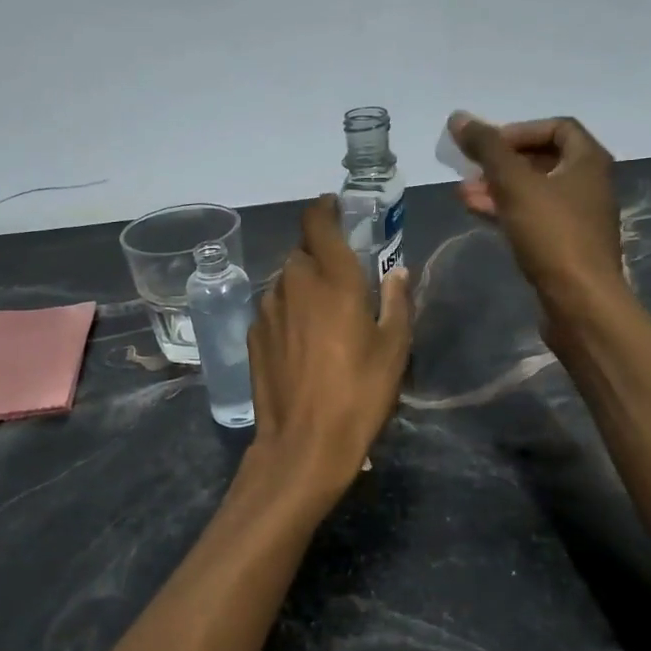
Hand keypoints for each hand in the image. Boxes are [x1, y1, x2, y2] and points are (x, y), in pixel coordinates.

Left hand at [247, 196, 411, 496]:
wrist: (303, 443)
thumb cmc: (359, 393)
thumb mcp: (394, 349)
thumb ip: (396, 302)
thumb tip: (397, 272)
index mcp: (333, 279)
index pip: (318, 223)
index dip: (325, 209)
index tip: (335, 207)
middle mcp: (294, 284)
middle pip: (301, 252)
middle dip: (319, 254)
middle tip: (341, 277)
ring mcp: (267, 310)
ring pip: (285, 280)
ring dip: (302, 284)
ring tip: (323, 313)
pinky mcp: (253, 336)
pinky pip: (273, 308)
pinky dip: (288, 311)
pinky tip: (301, 340)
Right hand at [450, 113, 625, 313]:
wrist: (580, 302)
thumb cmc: (553, 235)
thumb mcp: (514, 185)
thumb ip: (487, 148)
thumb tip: (459, 117)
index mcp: (589, 161)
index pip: (557, 127)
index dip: (519, 130)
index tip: (488, 145)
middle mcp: (589, 185)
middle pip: (543, 160)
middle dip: (503, 162)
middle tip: (470, 170)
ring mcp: (579, 218)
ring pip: (535, 192)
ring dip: (499, 189)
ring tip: (463, 194)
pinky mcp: (566, 247)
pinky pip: (534, 219)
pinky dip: (508, 212)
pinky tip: (480, 216)